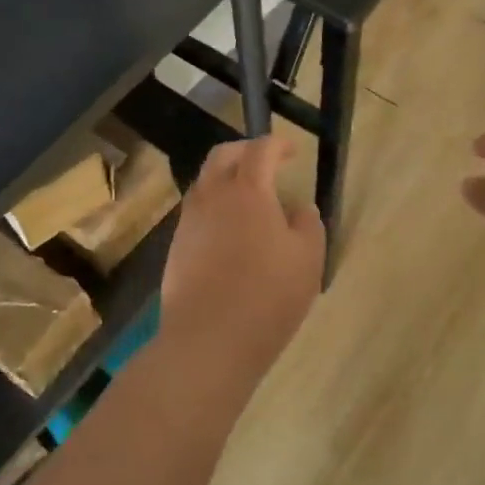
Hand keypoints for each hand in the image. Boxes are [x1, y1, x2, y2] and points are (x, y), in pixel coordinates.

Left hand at [159, 135, 325, 387]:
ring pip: (205, 183)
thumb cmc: (267, 296)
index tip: (292, 150)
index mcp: (247, 190)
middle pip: (222, 156)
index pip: (260, 150)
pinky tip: (230, 232)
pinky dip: (215, 207)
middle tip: (266, 162)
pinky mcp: (176, 247)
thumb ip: (308, 225)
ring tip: (249, 197)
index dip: (277, 144)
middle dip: (245, 151)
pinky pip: (196, 212)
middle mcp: (212, 196)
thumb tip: (299, 209)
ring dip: (226, 179)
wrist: (207, 340)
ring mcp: (189, 221)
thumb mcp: (308, 259)